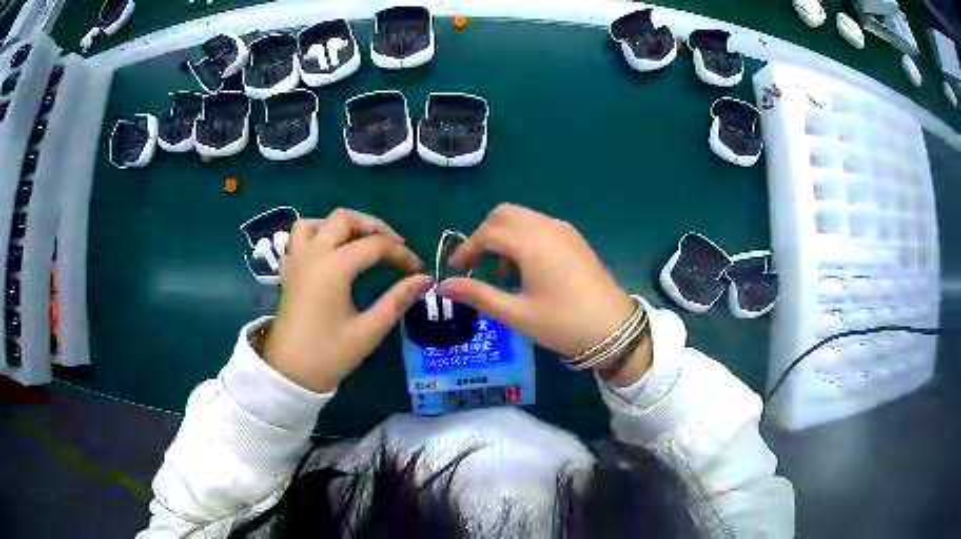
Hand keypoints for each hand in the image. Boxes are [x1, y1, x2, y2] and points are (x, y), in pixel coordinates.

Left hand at [261, 209, 432, 392]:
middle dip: (373, 226)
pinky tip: (328, 253)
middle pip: (344, 218)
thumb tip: (423, 279)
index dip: (401, 253)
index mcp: (333, 267)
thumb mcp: (368, 331)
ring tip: (358, 242)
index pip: (375, 245)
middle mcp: (313, 254)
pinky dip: (316, 235)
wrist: (288, 373)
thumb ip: (396, 301)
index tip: (417, 268)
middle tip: (392, 245)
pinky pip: (299, 238)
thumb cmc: (328, 354)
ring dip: (340, 226)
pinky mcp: (287, 271)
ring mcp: (296, 260)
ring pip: (316, 222)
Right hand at [438, 204, 650, 384]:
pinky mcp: (574, 239)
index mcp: (531, 242)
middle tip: (475, 265)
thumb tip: (443, 286)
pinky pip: (539, 226)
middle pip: (504, 214)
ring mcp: (563, 230)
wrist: (614, 328)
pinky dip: (522, 238)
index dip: (466, 249)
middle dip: (483, 235)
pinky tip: (524, 269)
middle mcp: (546, 227)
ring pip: (522, 218)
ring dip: (503, 236)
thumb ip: (478, 295)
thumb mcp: (516, 313)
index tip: (455, 270)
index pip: (487, 233)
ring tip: (499, 273)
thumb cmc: (563, 323)